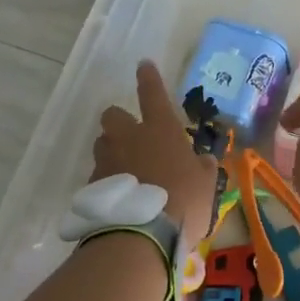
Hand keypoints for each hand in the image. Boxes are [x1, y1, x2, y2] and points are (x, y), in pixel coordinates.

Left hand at [93, 61, 217, 245]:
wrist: (142, 235)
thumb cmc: (183, 200)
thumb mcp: (206, 184)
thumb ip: (202, 168)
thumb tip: (202, 161)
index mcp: (160, 129)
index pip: (152, 93)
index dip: (149, 78)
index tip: (144, 65)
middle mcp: (129, 137)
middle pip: (113, 115)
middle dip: (119, 121)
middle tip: (132, 136)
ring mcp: (108, 160)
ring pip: (103, 144)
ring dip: (113, 151)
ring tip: (127, 171)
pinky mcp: (93, 185)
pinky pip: (100, 174)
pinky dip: (108, 181)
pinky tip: (120, 197)